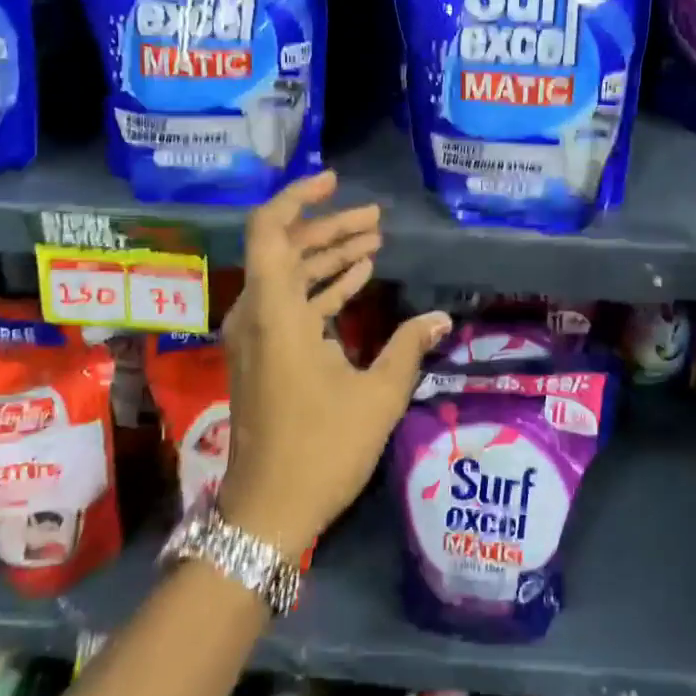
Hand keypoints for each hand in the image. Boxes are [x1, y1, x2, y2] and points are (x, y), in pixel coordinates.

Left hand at [218, 171, 450, 556]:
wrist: (267, 512)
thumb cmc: (322, 449)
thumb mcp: (377, 395)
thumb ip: (408, 346)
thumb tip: (440, 318)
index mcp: (275, 313)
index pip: (270, 231)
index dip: (298, 198)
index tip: (335, 183)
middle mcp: (256, 314)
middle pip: (286, 249)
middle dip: (329, 229)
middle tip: (375, 219)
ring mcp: (255, 336)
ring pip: (287, 276)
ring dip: (328, 257)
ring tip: (374, 242)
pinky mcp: (262, 355)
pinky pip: (288, 304)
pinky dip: (320, 287)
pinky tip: (357, 280)